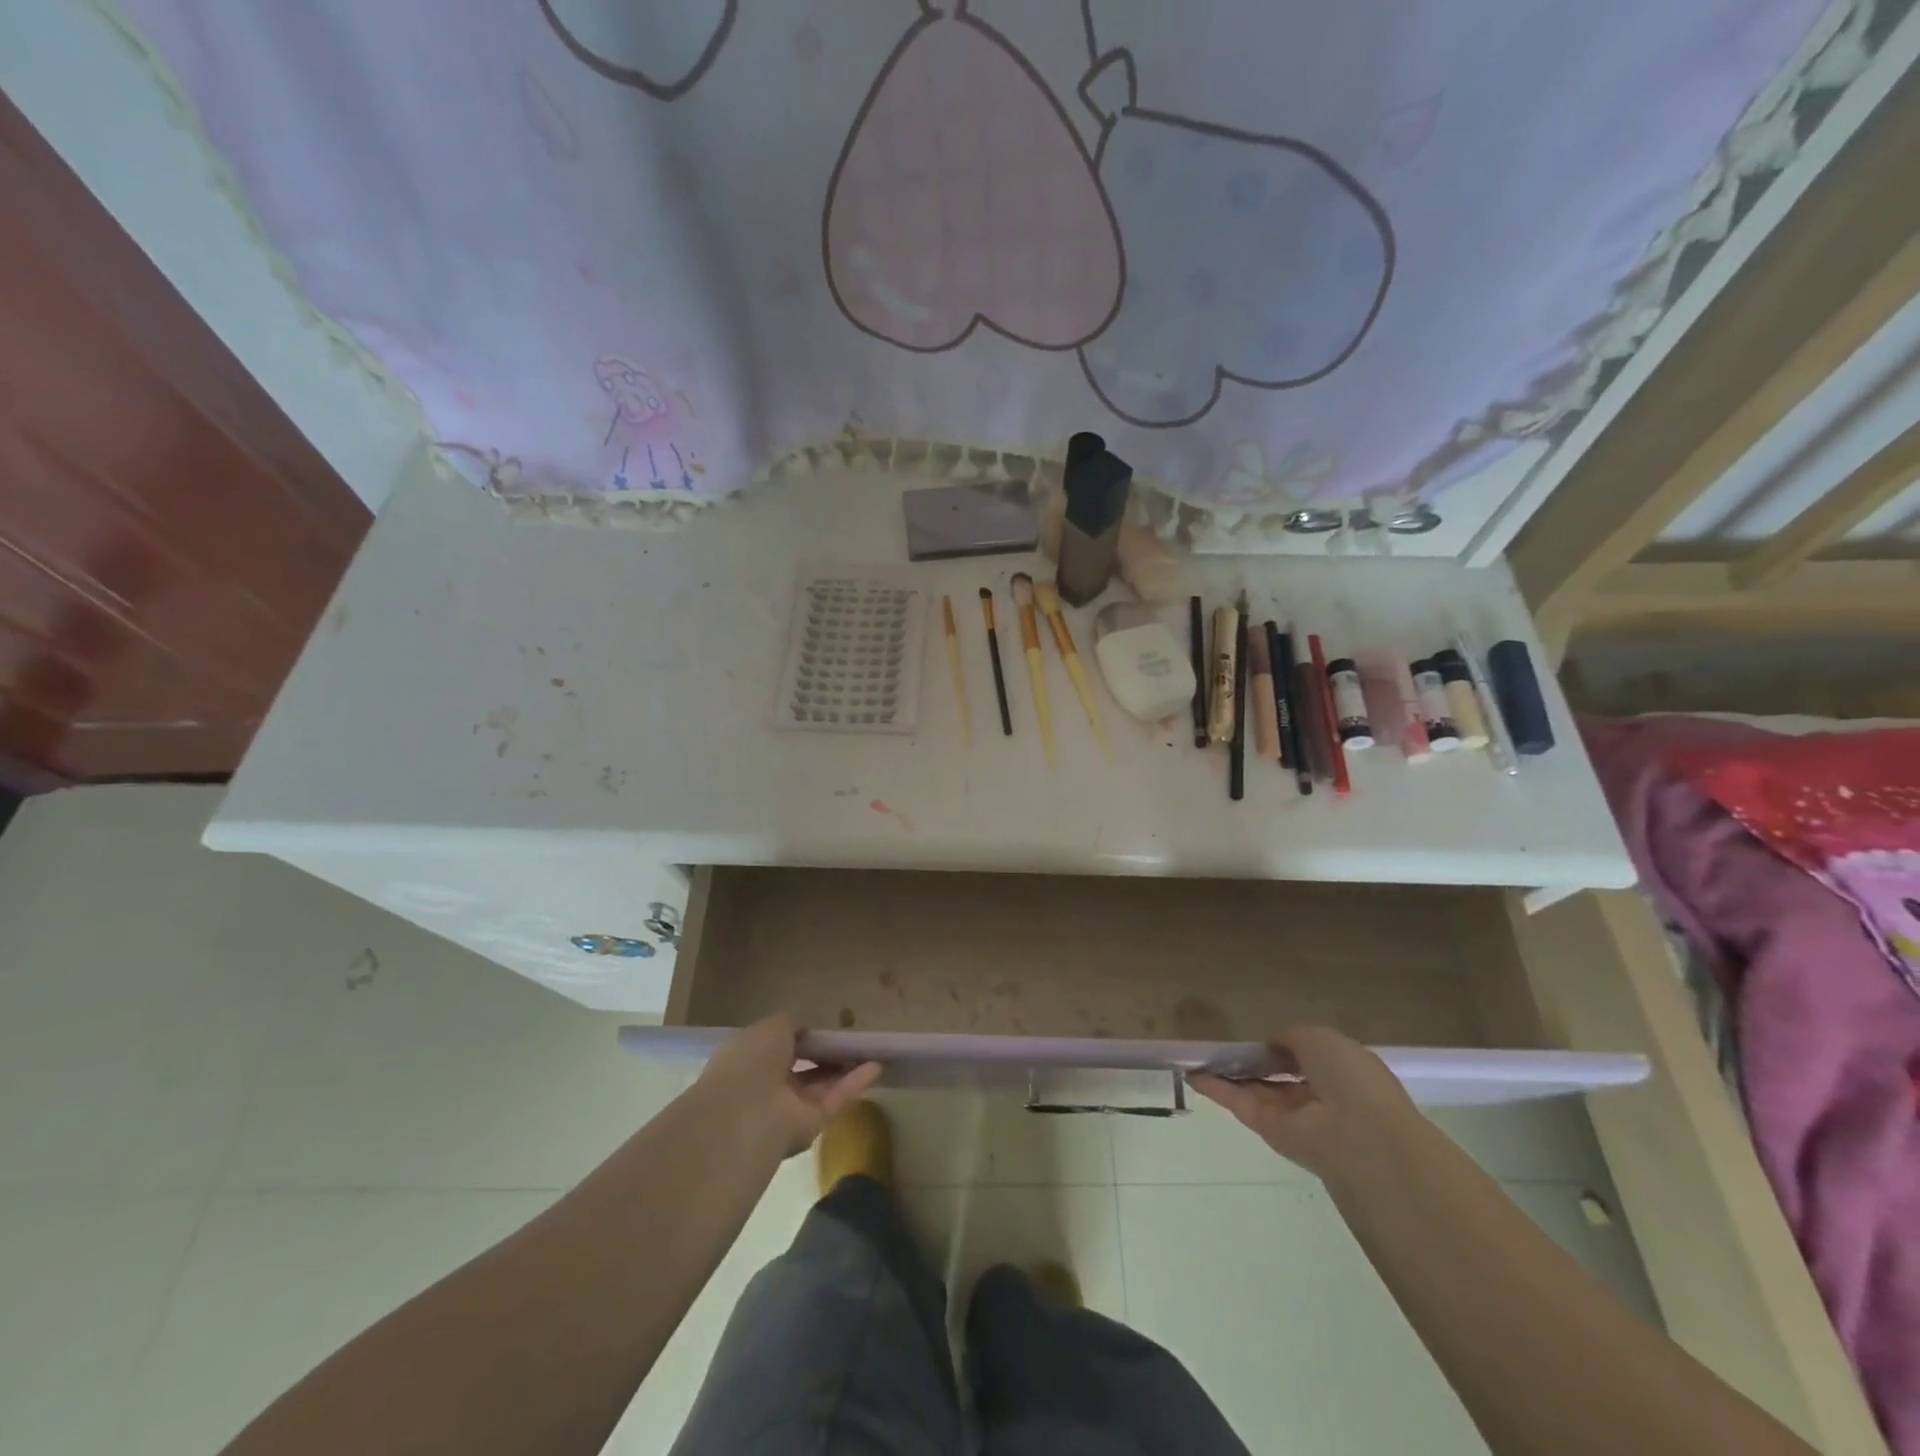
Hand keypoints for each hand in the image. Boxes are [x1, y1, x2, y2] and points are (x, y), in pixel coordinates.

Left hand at [696, 1014, 882, 1158]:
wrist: (745, 1114)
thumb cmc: (752, 1061)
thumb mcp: (771, 1026)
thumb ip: (791, 1023)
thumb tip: (805, 1029)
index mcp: (751, 1060)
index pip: (780, 1048)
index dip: (801, 1038)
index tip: (823, 1029)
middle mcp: (768, 1085)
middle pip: (803, 1068)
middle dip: (825, 1054)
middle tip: (850, 1040)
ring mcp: (790, 1107)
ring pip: (822, 1084)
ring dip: (845, 1067)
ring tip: (870, 1050)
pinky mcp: (811, 1125)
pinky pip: (835, 1098)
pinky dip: (855, 1082)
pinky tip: (876, 1066)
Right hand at [1191, 1025, 1422, 1183]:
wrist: (1359, 1136)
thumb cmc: (1349, 1078)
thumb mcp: (1320, 1037)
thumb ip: (1290, 1036)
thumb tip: (1270, 1043)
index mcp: (1340, 1071)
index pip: (1305, 1057)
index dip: (1280, 1047)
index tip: (1256, 1036)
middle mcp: (1318, 1095)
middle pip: (1277, 1076)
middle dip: (1252, 1061)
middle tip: (1221, 1045)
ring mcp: (1293, 1116)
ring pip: (1255, 1089)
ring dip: (1228, 1073)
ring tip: (1198, 1054)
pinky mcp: (1270, 1131)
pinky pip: (1240, 1103)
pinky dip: (1216, 1088)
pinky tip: (1191, 1072)